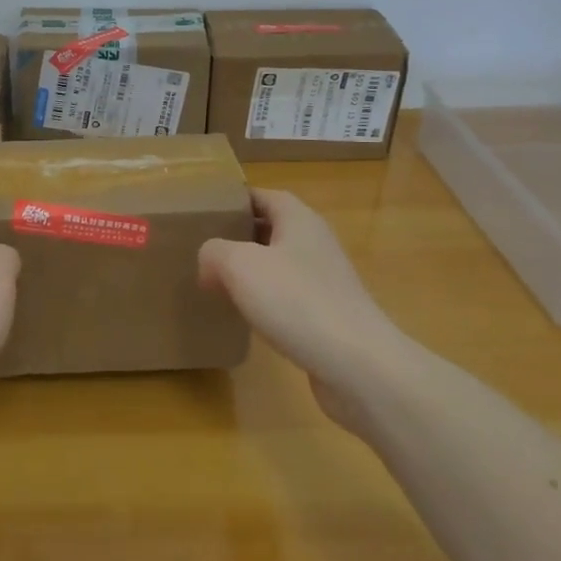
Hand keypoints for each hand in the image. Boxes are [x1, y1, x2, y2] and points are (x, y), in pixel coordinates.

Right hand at [198, 189, 405, 433]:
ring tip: (215, 283)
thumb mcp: (240, 265)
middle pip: (270, 229)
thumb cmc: (297, 301)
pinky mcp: (327, 315)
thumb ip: (214, 252)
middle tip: (202, 249)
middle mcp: (314, 243)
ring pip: (278, 266)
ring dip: (250, 273)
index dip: (233, 201)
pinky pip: (288, 298)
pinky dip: (265, 302)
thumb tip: (209, 262)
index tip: (204, 213)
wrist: (358, 364)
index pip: (262, 196)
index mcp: (299, 219)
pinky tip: (245, 318)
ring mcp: (324, 281)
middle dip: (237, 237)